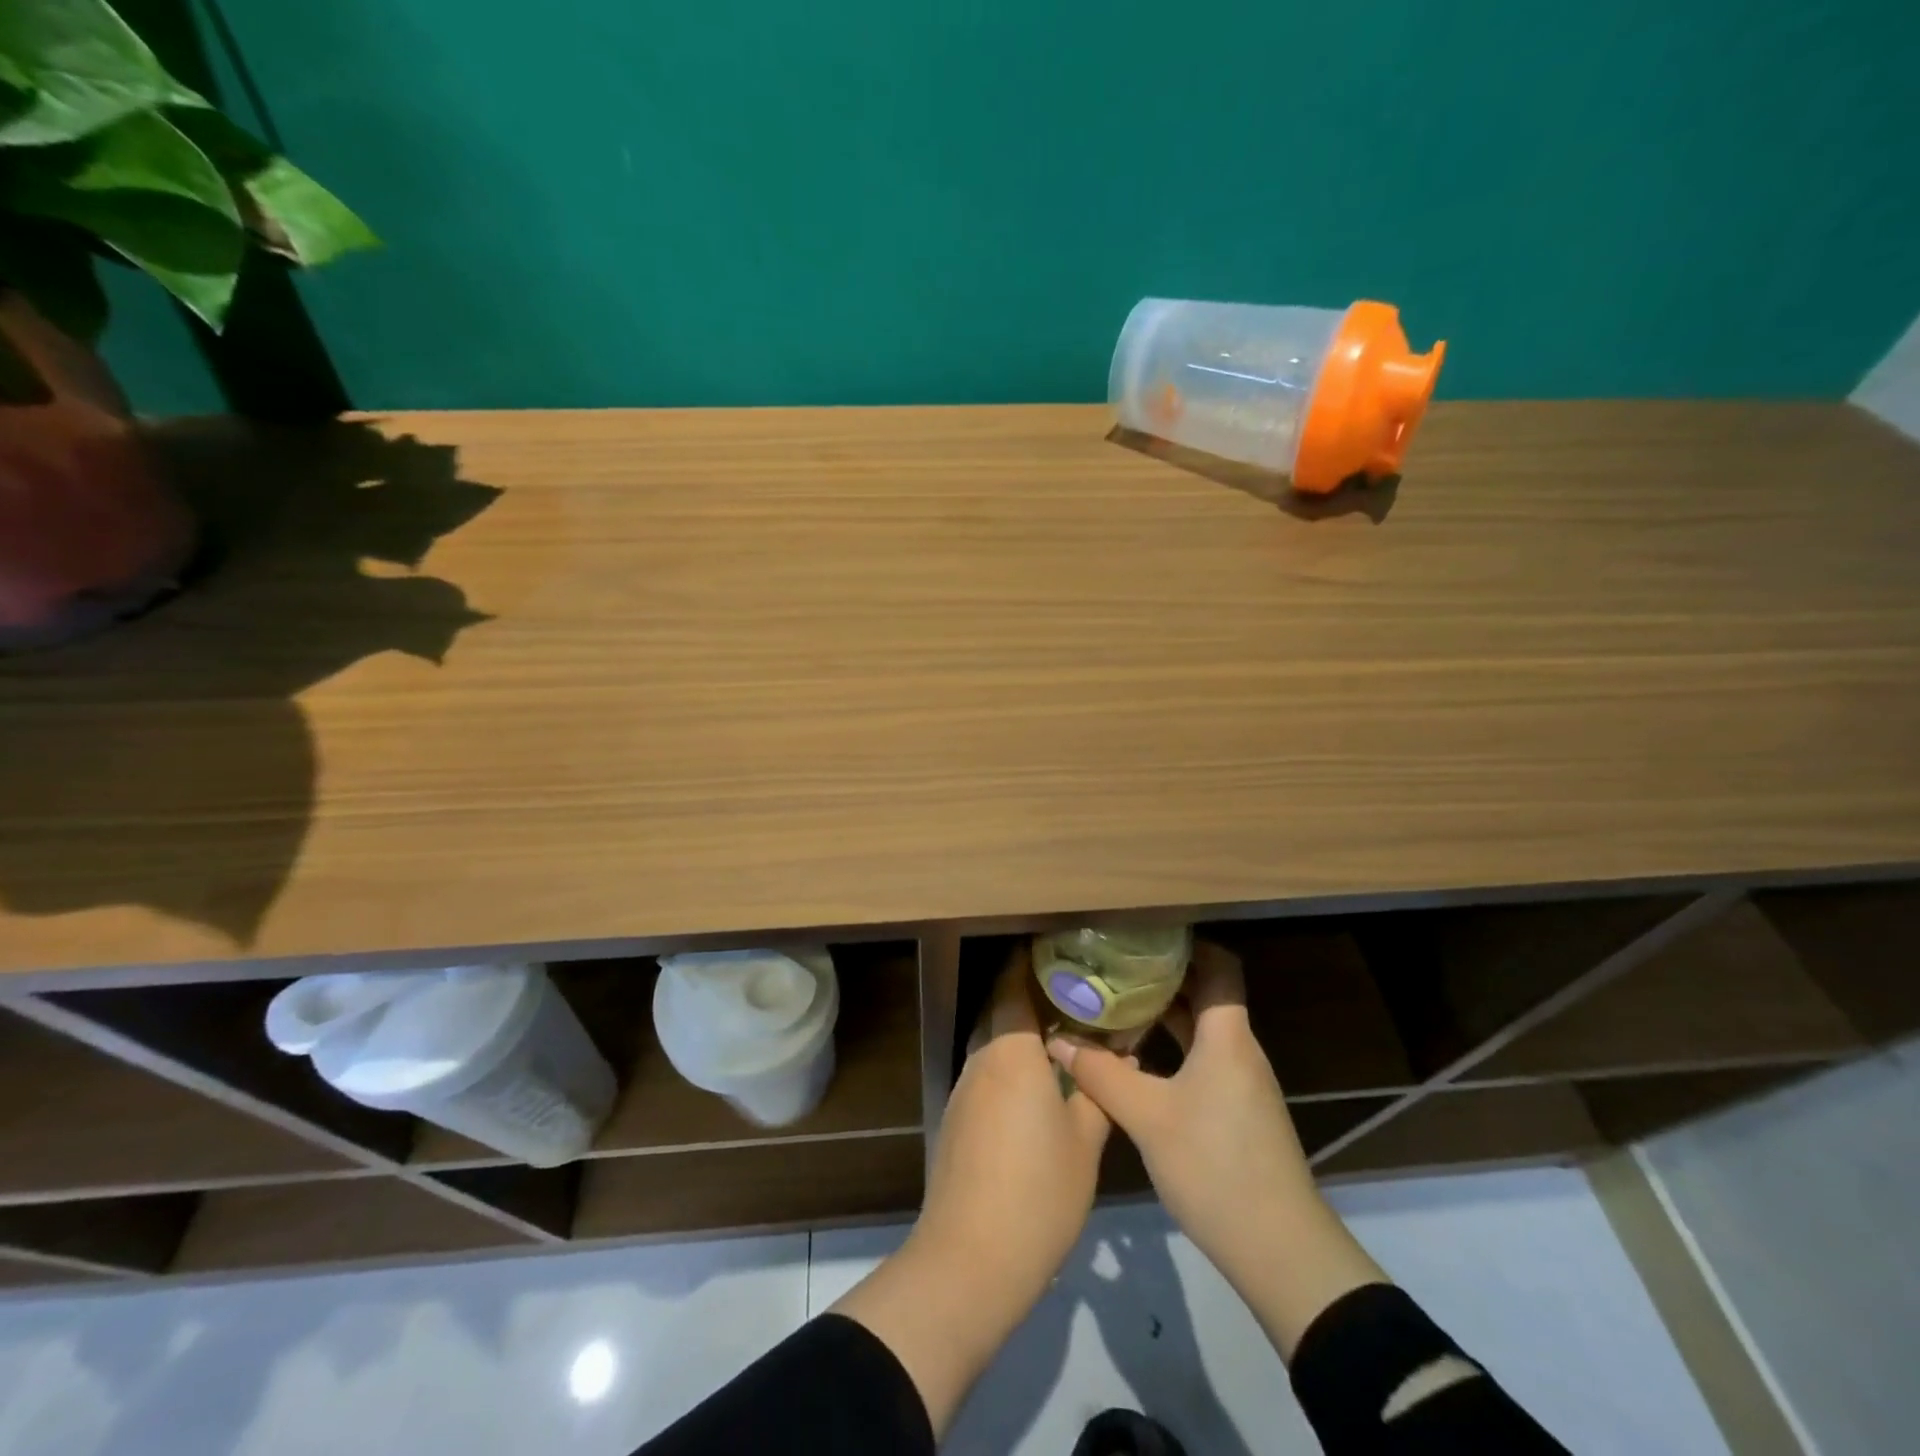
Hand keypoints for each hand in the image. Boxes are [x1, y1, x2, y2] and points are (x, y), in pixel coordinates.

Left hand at [832, 945, 1108, 1433]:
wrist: (969, 1258)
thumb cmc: (1037, 1193)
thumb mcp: (1085, 1143)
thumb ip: (1099, 1092)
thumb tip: (1120, 1052)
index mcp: (1011, 1051)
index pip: (1013, 985)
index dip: (1030, 962)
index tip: (1059, 951)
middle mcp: (982, 1058)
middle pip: (1000, 1008)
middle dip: (1030, 994)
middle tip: (1073, 991)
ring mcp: (964, 1088)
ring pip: (992, 1041)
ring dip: (1019, 1030)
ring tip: (1062, 1032)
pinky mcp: (957, 1118)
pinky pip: (986, 1070)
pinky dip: (1009, 1062)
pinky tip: (1036, 1081)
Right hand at [1048, 940, 1386, 1358]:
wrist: (1279, 1251)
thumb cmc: (1214, 1167)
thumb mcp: (1146, 1117)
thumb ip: (1100, 1073)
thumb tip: (1057, 1038)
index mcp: (1227, 1036)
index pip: (1220, 966)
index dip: (1187, 944)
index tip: (1143, 934)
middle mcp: (1239, 1049)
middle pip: (1206, 994)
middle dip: (1163, 976)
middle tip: (1113, 964)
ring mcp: (1241, 1082)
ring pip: (1202, 1029)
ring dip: (1164, 1013)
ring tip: (1116, 1000)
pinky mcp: (1237, 1110)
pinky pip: (1203, 1058)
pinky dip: (1172, 1046)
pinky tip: (1136, 1055)